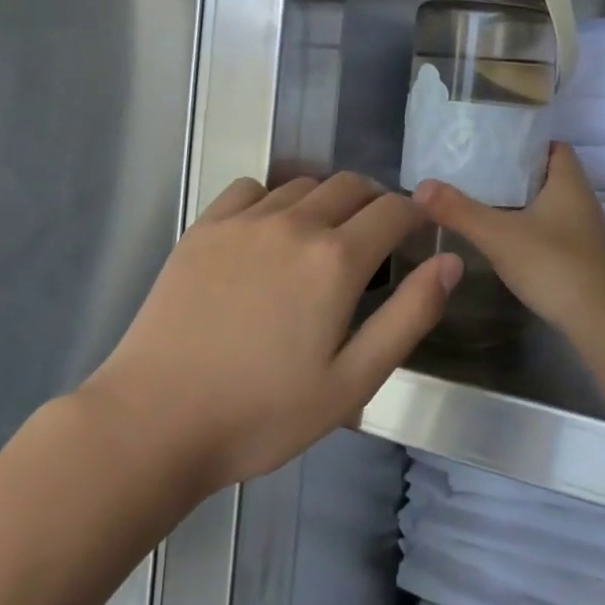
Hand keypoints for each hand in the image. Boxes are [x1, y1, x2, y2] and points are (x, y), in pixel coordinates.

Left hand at [93, 172, 460, 491]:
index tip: (414, 234)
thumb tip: (450, 261)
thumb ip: (409, 316)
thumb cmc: (262, 413)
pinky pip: (252, 188)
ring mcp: (245, 220)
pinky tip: (266, 234)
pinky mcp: (205, 226)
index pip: (393, 209)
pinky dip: (273, 199)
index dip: (413, 215)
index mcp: (336, 260)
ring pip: (304, 184)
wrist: (154, 421)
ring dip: (326, 200)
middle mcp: (295, 223)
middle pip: (351, 185)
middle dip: (373, 203)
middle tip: (372, 242)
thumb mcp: (352, 382)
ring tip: (321, 239)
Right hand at [415, 143, 604, 348]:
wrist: (604, 324)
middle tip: (476, 173)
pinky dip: (531, 230)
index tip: (492, 144)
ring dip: (522, 204)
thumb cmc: (555, 265)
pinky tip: (506, 243)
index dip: (526, 141)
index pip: (553, 146)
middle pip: (548, 175)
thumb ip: (460, 210)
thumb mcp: (499, 235)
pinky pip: (553, 232)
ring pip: (550, 205)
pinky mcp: (583, 260)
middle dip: (515, 173)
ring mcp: (586, 233)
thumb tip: (420, 186)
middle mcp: (582, 201)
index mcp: (569, 182)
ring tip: (482, 203)